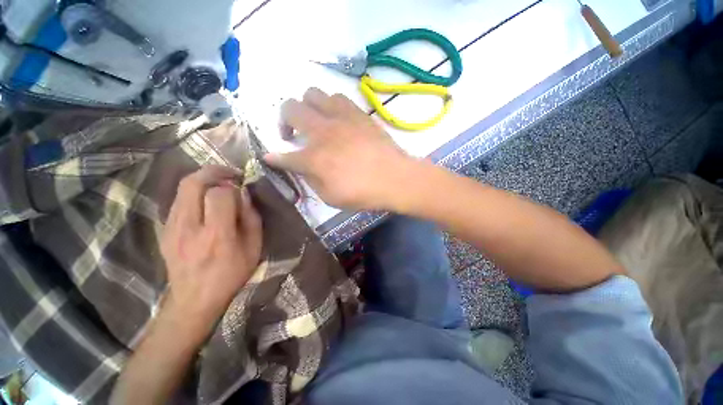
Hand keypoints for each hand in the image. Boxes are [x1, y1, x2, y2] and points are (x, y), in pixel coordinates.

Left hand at [160, 166, 262, 335]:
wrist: (194, 299)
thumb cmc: (231, 274)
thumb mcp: (254, 248)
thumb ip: (251, 218)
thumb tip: (245, 194)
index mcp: (217, 235)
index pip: (220, 194)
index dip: (233, 187)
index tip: (243, 189)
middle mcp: (189, 227)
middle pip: (192, 183)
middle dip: (213, 172)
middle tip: (230, 174)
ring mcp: (172, 228)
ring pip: (182, 188)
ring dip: (203, 180)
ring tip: (220, 185)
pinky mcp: (164, 229)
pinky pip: (178, 200)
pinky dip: (194, 193)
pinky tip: (206, 201)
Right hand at [264, 87, 422, 210]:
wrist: (395, 178)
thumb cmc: (364, 193)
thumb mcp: (332, 198)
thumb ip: (313, 181)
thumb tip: (304, 169)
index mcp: (314, 159)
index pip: (284, 156)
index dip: (275, 158)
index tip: (271, 158)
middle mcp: (322, 132)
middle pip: (289, 108)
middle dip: (283, 120)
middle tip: (292, 133)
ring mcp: (341, 118)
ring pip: (312, 93)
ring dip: (308, 107)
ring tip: (316, 122)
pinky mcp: (358, 113)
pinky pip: (338, 97)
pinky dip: (330, 105)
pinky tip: (336, 118)